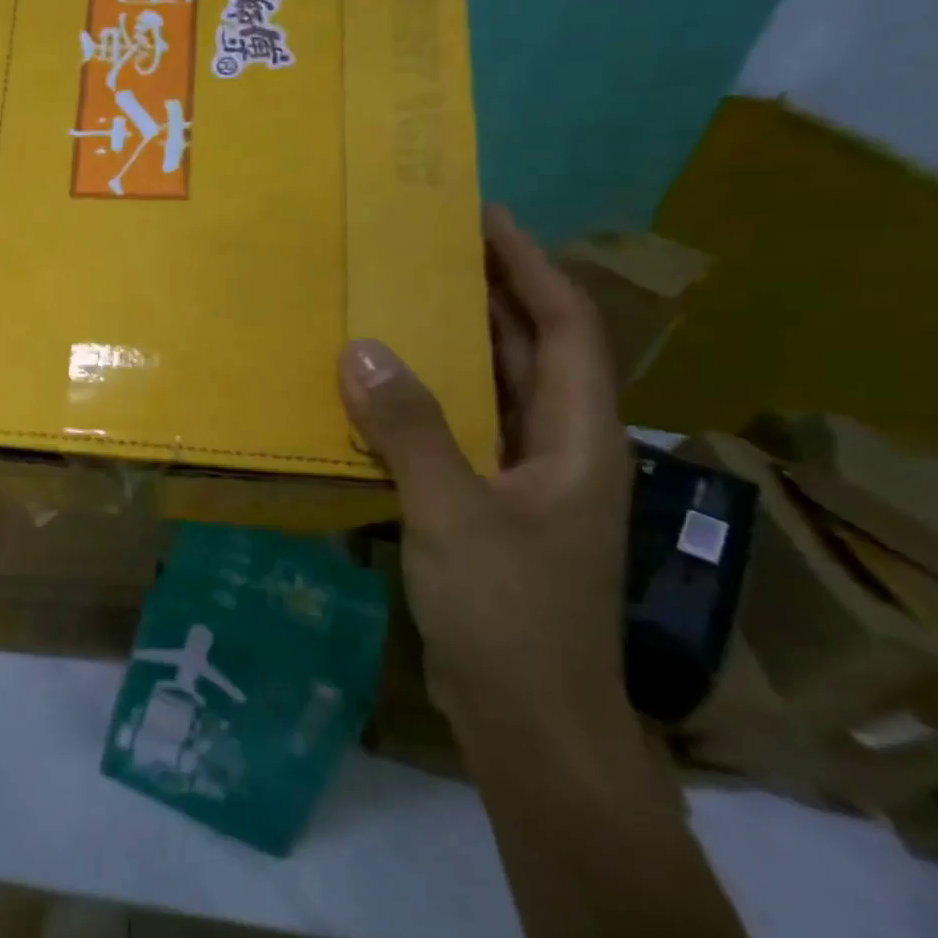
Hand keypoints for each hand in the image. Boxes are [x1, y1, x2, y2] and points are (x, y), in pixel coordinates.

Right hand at [338, 206, 631, 733]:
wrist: (528, 720)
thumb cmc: (511, 613)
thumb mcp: (457, 514)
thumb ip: (411, 431)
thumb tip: (360, 350)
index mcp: (576, 437)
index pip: (565, 326)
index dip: (529, 266)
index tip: (481, 218)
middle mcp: (555, 446)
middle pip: (524, 350)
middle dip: (480, 296)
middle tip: (416, 253)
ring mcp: (519, 479)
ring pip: (483, 393)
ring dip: (442, 350)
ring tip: (385, 308)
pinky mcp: (482, 508)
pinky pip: (449, 435)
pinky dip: (414, 406)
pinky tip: (367, 396)